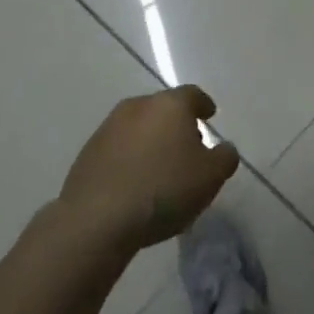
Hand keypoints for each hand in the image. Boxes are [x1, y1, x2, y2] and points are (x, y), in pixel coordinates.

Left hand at [61, 86, 238, 252]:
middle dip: (177, 124)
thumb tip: (224, 148)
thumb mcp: (210, 177)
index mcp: (170, 105)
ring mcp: (109, 127)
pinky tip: (134, 183)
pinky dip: (130, 158)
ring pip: (139, 127)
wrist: (97, 218)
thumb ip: (225, 157)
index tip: (209, 116)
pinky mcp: (88, 152)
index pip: (193, 95)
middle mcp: (138, 106)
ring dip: (151, 141)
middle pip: (164, 109)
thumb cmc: (164, 189)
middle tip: (188, 148)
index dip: (203, 105)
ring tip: (160, 169)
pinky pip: (118, 148)